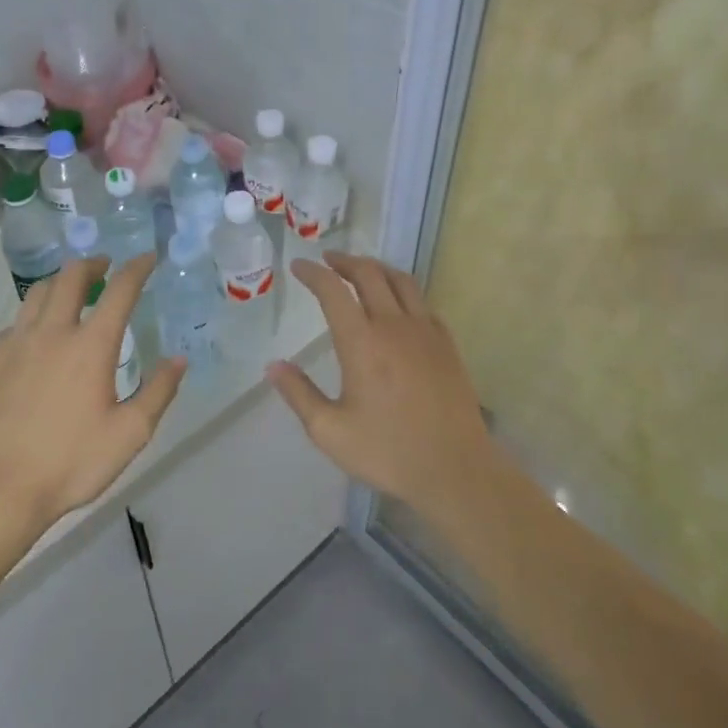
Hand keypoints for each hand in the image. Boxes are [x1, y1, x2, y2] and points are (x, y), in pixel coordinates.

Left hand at [0, 254, 184, 534]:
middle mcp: (51, 333)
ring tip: (70, 290)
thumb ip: (158, 392)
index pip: (119, 291)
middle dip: (92, 264)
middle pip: (70, 278)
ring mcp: (13, 345)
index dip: (137, 269)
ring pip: (36, 294)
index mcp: (90, 346)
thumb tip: (178, 359)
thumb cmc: (70, 462)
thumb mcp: (130, 434)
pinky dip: (32, 317)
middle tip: (105, 266)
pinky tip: (35, 335)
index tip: (147, 258)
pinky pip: (13, 325)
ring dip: (59, 283)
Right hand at [267, 254, 495, 508]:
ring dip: (376, 268)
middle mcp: (394, 326)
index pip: (333, 291)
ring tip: (361, 270)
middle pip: (369, 274)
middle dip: (345, 262)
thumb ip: (299, 394)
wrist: (454, 468)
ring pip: (401, 281)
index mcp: (362, 343)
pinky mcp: (446, 344)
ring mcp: (426, 332)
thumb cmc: (388, 451)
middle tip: (327, 260)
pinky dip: (403, 291)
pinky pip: (422, 303)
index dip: (313, 273)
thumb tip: (273, 365)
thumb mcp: (330, 431)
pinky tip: (398, 305)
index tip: (299, 266)